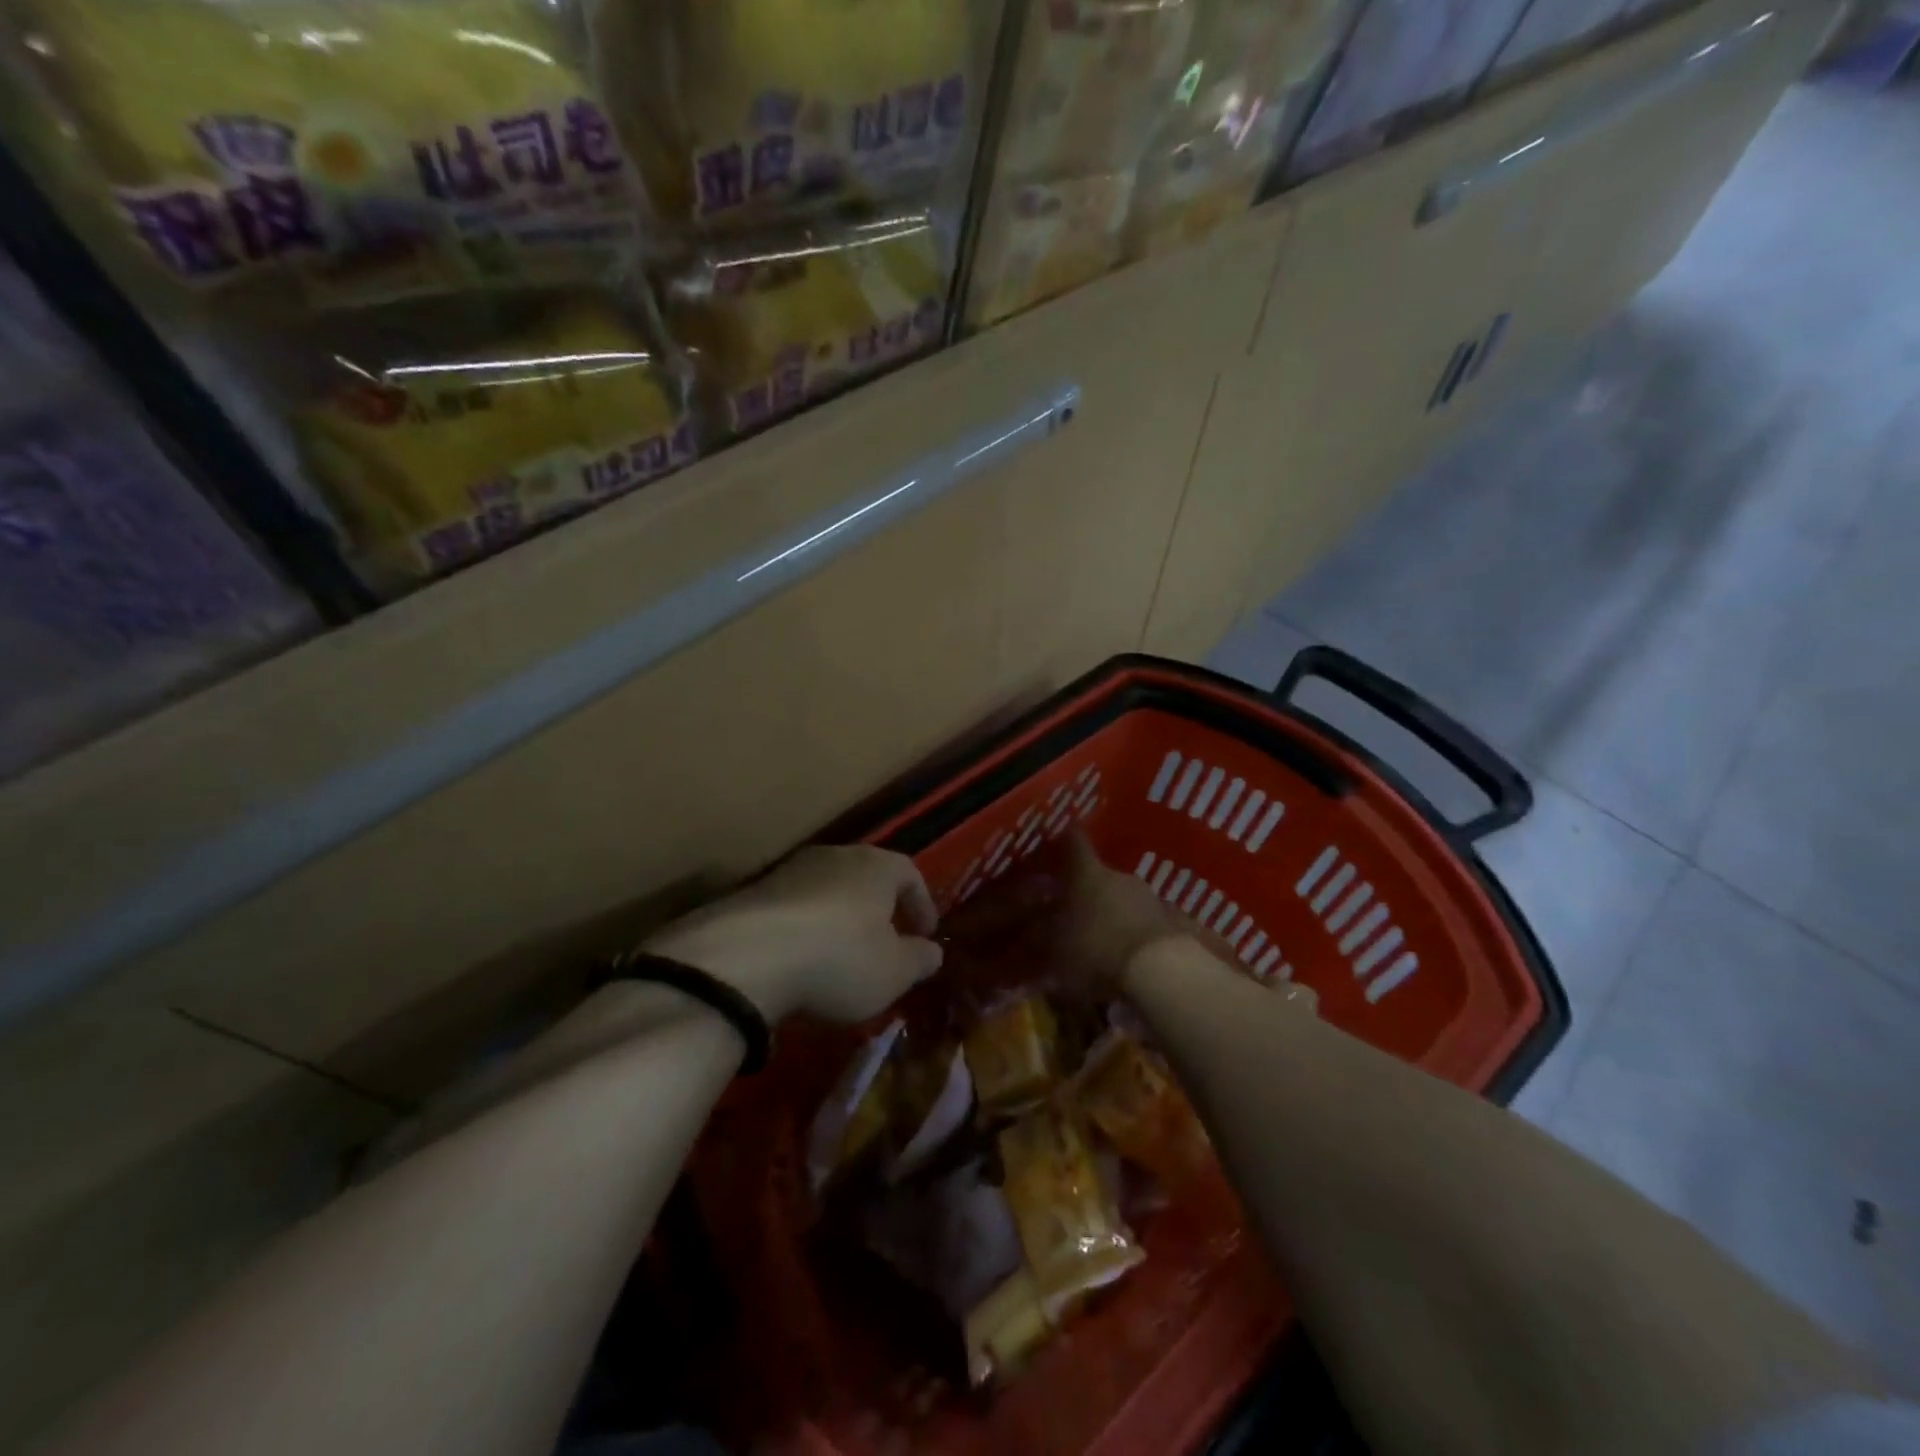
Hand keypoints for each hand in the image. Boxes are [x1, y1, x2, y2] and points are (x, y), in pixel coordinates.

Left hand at [645, 846, 942, 1023]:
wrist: (746, 957)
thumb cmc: (839, 959)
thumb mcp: (894, 972)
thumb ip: (919, 959)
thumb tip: (933, 951)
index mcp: (876, 866)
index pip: (910, 873)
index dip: (922, 904)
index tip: (926, 934)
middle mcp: (835, 856)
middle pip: (866, 876)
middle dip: (879, 909)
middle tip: (885, 943)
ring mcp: (789, 871)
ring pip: (827, 890)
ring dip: (839, 919)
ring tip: (840, 957)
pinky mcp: (753, 893)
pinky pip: (793, 908)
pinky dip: (804, 930)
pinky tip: (800, 962)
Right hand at [1051, 834, 1198, 988]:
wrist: (1162, 973)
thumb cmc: (1097, 951)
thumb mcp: (1055, 950)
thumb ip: (1040, 938)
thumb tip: (1029, 932)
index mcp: (1089, 874)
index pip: (1073, 842)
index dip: (1063, 840)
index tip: (1055, 841)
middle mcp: (1120, 877)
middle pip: (1099, 875)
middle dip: (1085, 891)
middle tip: (1071, 912)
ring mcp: (1151, 898)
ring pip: (1123, 899)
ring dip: (1112, 913)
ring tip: (1100, 940)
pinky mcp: (1173, 923)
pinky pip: (1145, 922)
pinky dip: (1133, 933)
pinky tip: (1126, 956)